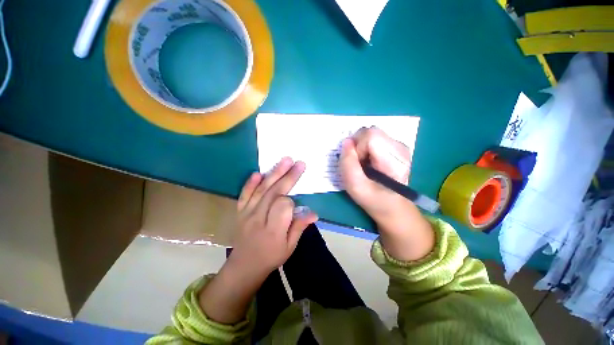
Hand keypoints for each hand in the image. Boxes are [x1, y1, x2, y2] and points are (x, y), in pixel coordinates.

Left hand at [229, 157, 317, 276]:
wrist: (244, 266)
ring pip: (262, 190)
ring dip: (274, 173)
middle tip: (299, 163)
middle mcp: (259, 219)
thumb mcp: (290, 247)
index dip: (292, 201)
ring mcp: (247, 213)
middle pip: (274, 193)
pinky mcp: (240, 211)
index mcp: (273, 231)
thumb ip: (299, 227)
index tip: (296, 201)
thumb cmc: (271, 257)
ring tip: (285, 160)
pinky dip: (250, 183)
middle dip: (288, 177)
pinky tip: (258, 173)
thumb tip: (314, 213)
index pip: (283, 207)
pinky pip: (244, 195)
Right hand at [339, 126, 412, 221]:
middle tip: (359, 164)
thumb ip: (348, 164)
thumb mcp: (355, 186)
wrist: (392, 206)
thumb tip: (346, 142)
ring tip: (364, 165)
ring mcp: (399, 146)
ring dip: (361, 148)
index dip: (357, 147)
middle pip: (371, 132)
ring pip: (371, 135)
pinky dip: (366, 149)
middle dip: (358, 146)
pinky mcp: (395, 147)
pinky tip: (370, 163)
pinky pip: (374, 139)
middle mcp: (400, 147)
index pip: (370, 135)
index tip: (358, 163)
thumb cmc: (374, 199)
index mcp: (394, 158)